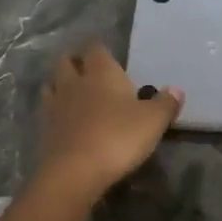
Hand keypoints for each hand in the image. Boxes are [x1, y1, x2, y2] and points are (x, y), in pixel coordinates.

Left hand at [33, 41, 181, 197]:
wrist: (75, 172)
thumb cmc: (119, 137)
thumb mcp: (154, 121)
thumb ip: (166, 103)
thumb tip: (176, 90)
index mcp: (101, 73)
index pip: (96, 48)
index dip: (100, 49)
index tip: (107, 54)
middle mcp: (74, 82)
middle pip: (66, 62)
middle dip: (76, 62)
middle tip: (88, 70)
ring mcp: (55, 106)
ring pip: (52, 85)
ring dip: (61, 85)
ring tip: (73, 92)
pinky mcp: (45, 130)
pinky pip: (48, 111)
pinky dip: (56, 111)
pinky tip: (66, 120)